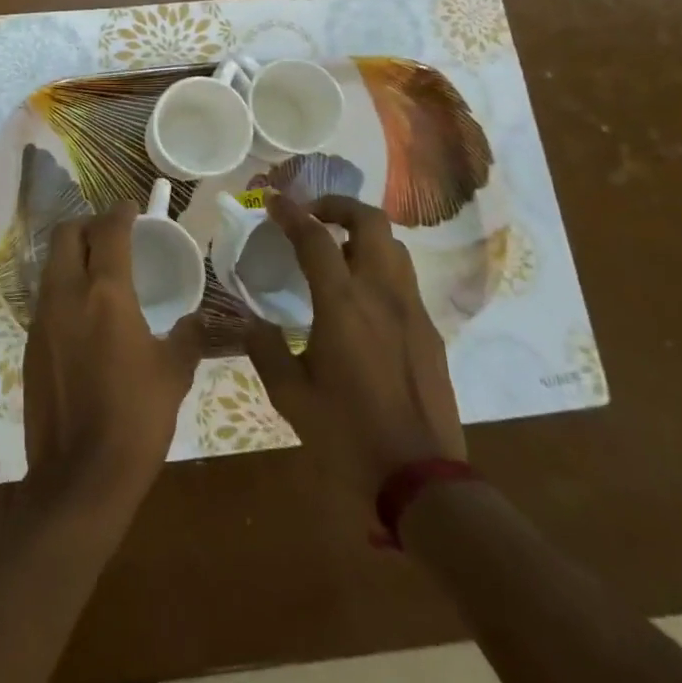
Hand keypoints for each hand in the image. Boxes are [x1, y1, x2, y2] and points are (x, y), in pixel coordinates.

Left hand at [23, 205, 203, 508]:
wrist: (79, 477)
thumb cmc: (135, 419)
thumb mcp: (174, 374)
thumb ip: (188, 337)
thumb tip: (198, 321)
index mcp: (105, 294)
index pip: (108, 231)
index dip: (120, 212)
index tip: (131, 208)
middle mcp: (66, 295)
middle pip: (65, 234)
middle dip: (87, 224)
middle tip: (111, 233)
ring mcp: (42, 319)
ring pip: (51, 264)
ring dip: (72, 254)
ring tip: (98, 267)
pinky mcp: (30, 343)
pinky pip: (46, 296)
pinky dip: (64, 286)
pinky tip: (84, 311)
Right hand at [245, 193, 466, 510]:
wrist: (423, 480)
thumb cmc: (348, 436)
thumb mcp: (291, 397)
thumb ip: (266, 350)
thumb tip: (251, 323)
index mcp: (343, 305)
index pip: (315, 238)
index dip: (291, 213)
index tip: (273, 202)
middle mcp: (381, 294)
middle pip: (370, 221)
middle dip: (338, 206)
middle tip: (313, 215)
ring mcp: (412, 310)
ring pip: (394, 245)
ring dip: (363, 233)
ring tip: (337, 250)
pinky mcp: (430, 331)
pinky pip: (404, 278)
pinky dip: (380, 266)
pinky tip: (362, 296)